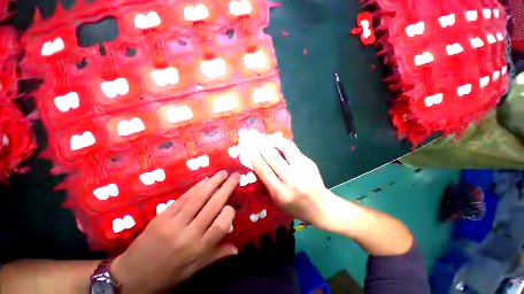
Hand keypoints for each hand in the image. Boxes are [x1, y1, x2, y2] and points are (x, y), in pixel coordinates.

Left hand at [110, 171, 239, 292]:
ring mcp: (173, 224)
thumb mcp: (194, 270)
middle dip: (226, 188)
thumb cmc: (168, 274)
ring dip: (213, 183)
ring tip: (223, 173)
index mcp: (198, 250)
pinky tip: (205, 180)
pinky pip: (183, 198)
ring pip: (198, 198)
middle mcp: (188, 235)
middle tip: (235, 175)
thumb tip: (237, 249)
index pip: (220, 226)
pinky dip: (196, 187)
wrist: (132, 276)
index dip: (229, 212)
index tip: (231, 206)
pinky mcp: (162, 216)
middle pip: (212, 206)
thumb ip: (216, 255)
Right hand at [247, 135, 337, 230]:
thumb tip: (257, 164)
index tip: (248, 149)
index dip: (255, 157)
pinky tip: (277, 142)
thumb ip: (267, 183)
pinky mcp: (310, 162)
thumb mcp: (277, 201)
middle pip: (273, 157)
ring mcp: (304, 169)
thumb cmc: (296, 207)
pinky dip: (283, 144)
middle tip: (255, 140)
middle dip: (261, 146)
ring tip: (266, 138)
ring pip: (286, 147)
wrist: (321, 207)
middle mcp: (293, 180)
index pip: (264, 170)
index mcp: (281, 193)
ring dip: (273, 140)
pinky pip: (293, 149)